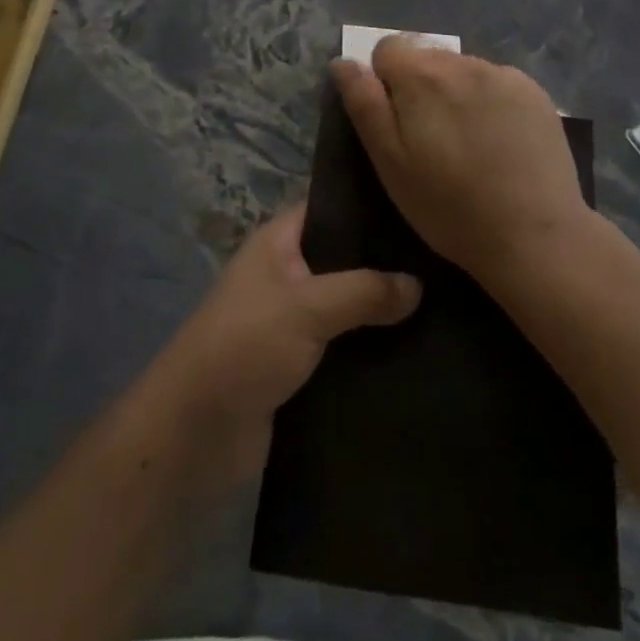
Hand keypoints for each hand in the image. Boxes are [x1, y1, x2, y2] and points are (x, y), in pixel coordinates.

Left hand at [148, 207, 420, 484]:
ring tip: (443, 302)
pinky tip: (418, 347)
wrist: (196, 434)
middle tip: (443, 259)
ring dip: (383, 311)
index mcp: (279, 243)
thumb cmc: (245, 346)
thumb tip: (418, 285)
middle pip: (346, 259)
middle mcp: (287, 274)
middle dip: (387, 264)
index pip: (331, 208)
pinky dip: (373, 348)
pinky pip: (346, 346)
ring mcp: (294, 321)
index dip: (372, 206)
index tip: (422, 207)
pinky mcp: (301, 365)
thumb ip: (364, 291)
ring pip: (350, 306)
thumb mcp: (306, 307)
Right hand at [331, 37, 592, 282]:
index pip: (387, 49)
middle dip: (420, 86)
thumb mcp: (389, 162)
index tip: (397, 124)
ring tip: (468, 142)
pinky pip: (497, 83)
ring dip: (455, 92)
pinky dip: (490, 101)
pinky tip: (499, 141)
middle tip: (430, 139)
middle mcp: (463, 62)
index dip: (384, 83)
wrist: (534, 235)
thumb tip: (342, 62)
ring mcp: (504, 75)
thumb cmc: (448, 207)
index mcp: (422, 75)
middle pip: (427, 57)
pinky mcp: (535, 92)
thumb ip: (364, 104)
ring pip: (462, 69)